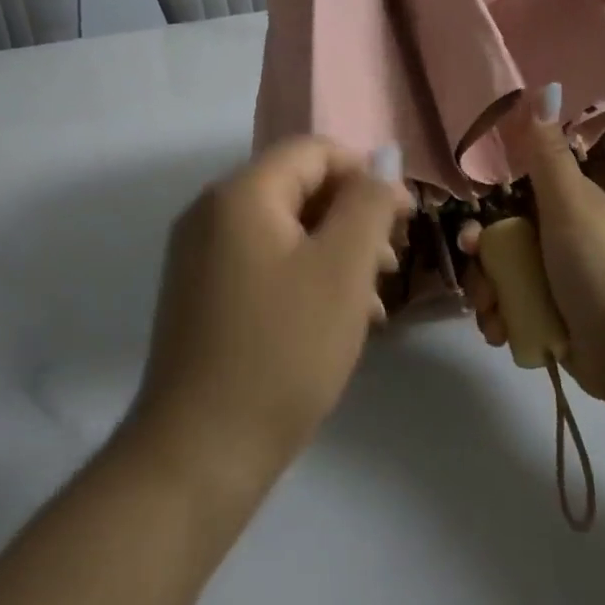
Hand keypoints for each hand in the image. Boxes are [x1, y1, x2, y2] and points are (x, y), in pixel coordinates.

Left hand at [133, 137, 409, 498]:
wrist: (199, 453)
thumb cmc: (283, 350)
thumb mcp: (342, 269)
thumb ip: (368, 202)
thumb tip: (383, 157)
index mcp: (240, 194)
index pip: (314, 151)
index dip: (366, 174)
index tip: (405, 218)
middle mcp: (211, 212)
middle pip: (298, 187)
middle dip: (353, 217)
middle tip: (391, 263)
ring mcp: (200, 255)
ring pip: (284, 229)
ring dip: (334, 251)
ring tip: (373, 299)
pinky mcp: (201, 294)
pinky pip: (263, 262)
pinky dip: (304, 276)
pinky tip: (336, 319)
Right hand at [460, 85, 604, 399]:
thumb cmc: (597, 267)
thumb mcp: (568, 204)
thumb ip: (546, 153)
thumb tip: (543, 85)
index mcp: (562, 207)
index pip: (506, 203)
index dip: (483, 220)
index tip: (472, 240)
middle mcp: (556, 240)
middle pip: (497, 245)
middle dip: (481, 268)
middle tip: (481, 288)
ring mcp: (554, 281)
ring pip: (499, 280)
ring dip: (487, 300)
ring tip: (494, 319)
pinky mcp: (551, 318)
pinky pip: (510, 312)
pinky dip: (501, 323)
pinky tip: (502, 335)